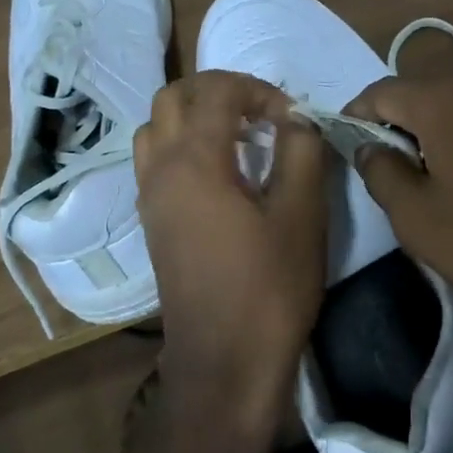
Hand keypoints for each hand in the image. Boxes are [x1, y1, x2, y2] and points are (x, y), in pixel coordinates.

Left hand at [133, 70, 327, 429]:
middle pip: (172, 97)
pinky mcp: (152, 221)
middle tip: (260, 113)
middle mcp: (160, 169)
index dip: (257, 89)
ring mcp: (149, 197)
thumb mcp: (302, 214)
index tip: (291, 118)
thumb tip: (294, 119)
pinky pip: (155, 160)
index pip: (216, 90)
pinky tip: (221, 174)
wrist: (225, 362)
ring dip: (194, 117)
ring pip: (156, 127)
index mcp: (195, 160)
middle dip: (218, 91)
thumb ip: (301, 151)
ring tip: (238, 139)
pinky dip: (182, 145)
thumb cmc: (270, 287)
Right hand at [345, 67, 452, 337]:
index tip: (347, 145)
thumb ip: (380, 171)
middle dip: (398, 122)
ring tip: (434, 172)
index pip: (380, 92)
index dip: (356, 116)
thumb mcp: (416, 217)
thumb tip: (369, 146)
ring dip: (437, 127)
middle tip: (391, 166)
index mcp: (442, 99)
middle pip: (422, 91)